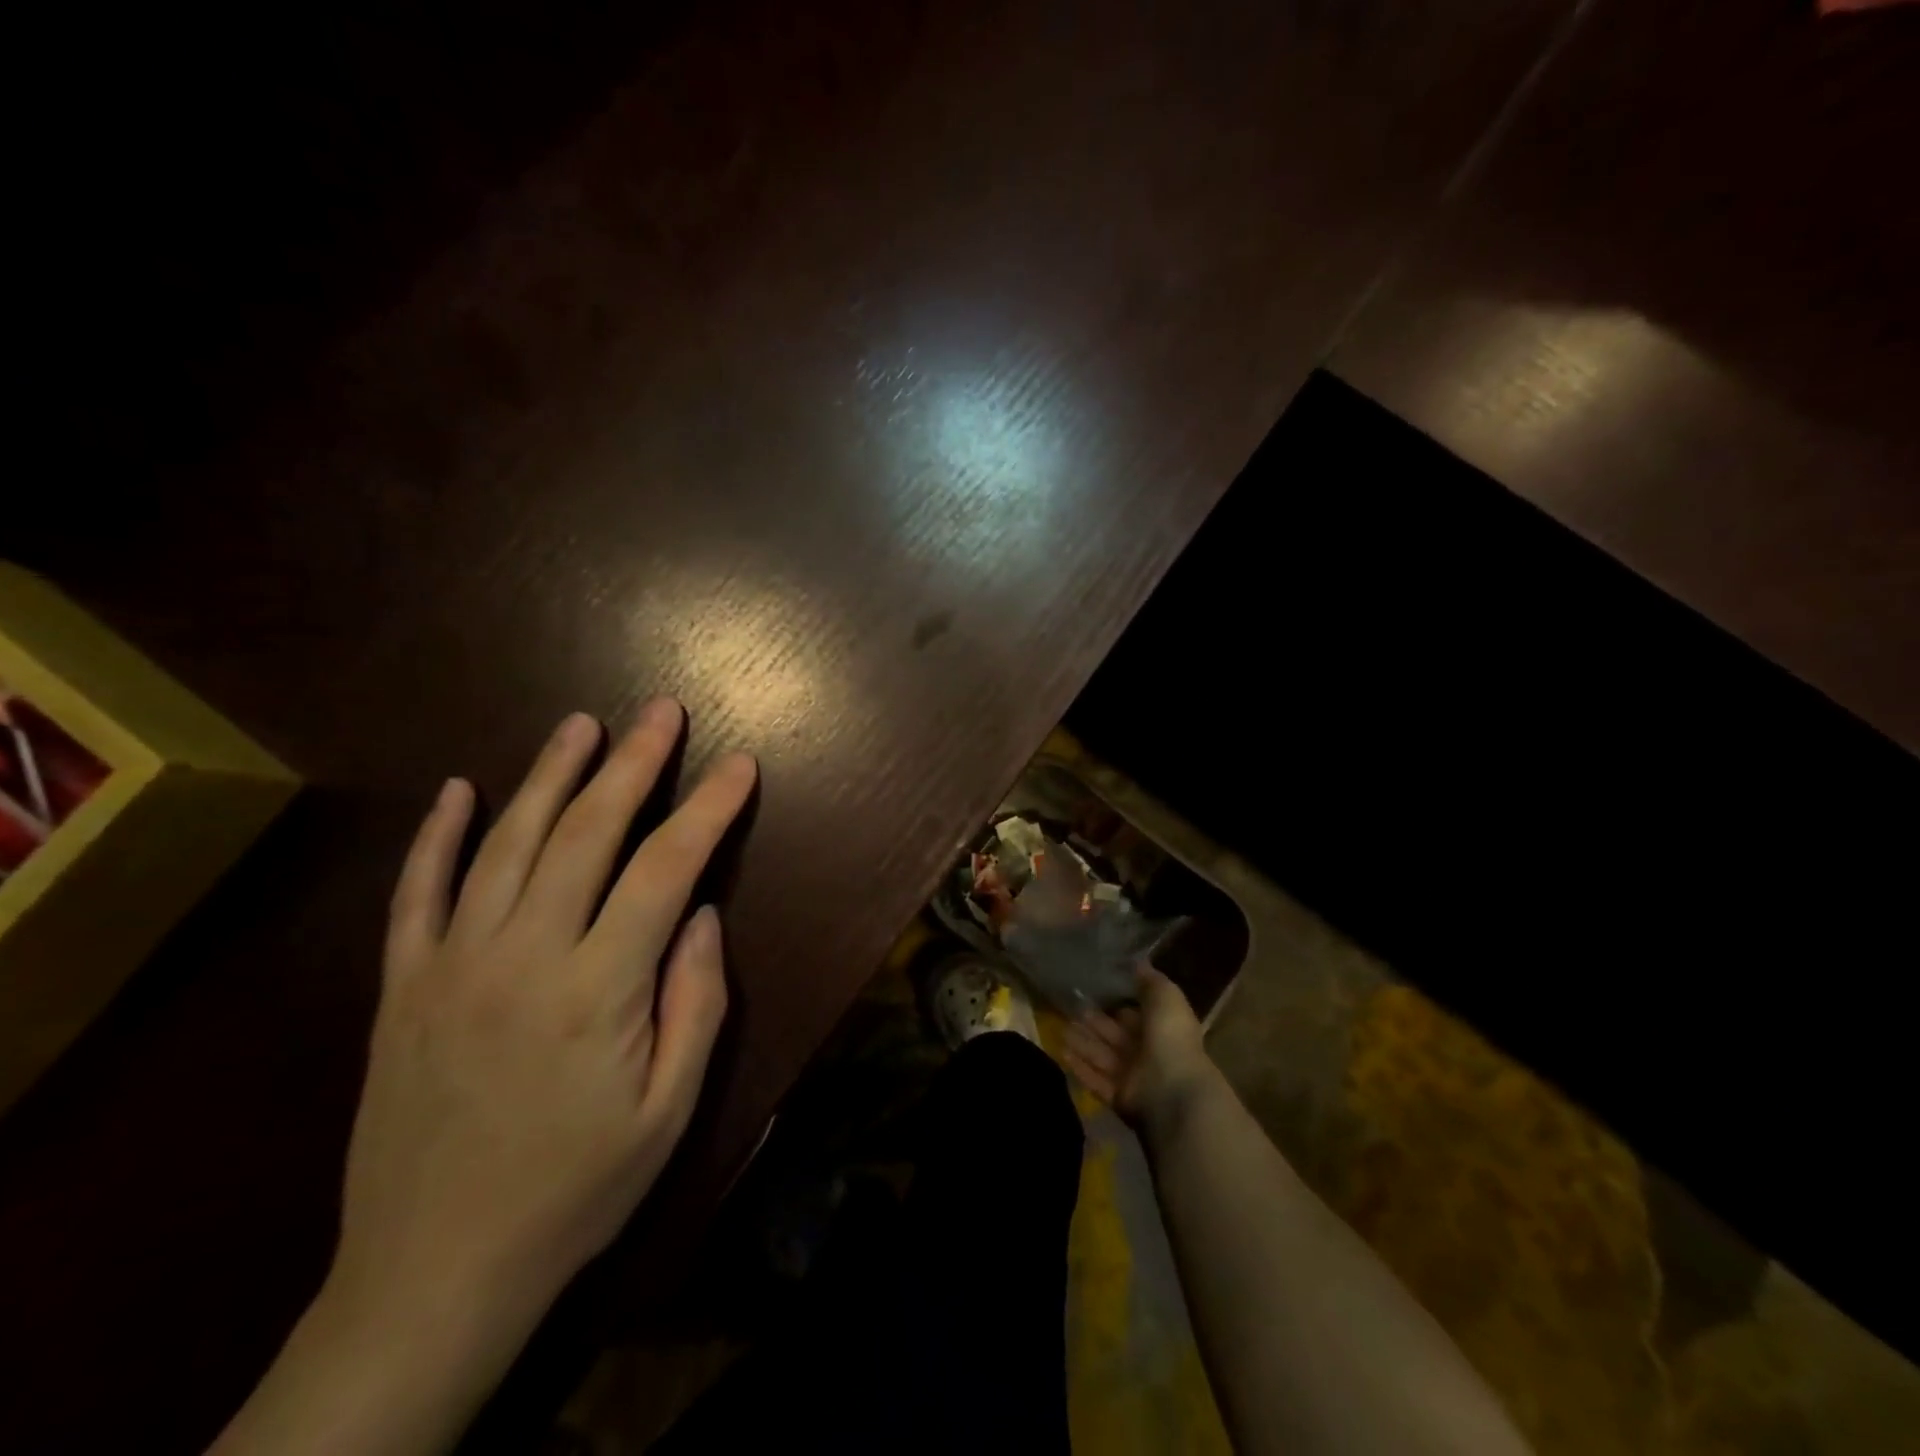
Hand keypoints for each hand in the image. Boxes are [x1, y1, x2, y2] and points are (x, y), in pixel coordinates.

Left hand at [335, 700, 755, 1331]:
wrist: (434, 1273)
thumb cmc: (576, 1190)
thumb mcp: (668, 1110)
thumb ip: (695, 1003)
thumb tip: (703, 915)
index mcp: (597, 988)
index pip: (666, 870)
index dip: (709, 809)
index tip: (739, 765)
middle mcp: (522, 956)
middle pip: (585, 834)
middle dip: (632, 764)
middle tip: (662, 711)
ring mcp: (451, 965)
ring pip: (504, 845)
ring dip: (548, 775)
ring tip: (582, 725)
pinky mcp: (402, 987)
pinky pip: (415, 894)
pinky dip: (438, 836)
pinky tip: (460, 789)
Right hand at [1062, 965, 1216, 1131]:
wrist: (1172, 1089)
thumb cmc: (1171, 1037)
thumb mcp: (1166, 997)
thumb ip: (1150, 980)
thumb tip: (1137, 962)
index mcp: (1161, 1029)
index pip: (1134, 1015)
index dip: (1116, 1004)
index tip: (1092, 990)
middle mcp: (1147, 1052)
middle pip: (1114, 1035)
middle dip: (1093, 1023)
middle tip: (1069, 1008)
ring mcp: (1132, 1077)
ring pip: (1101, 1056)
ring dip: (1082, 1043)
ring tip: (1059, 1028)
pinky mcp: (1118, 1098)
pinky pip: (1095, 1080)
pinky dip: (1080, 1067)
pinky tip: (1062, 1052)